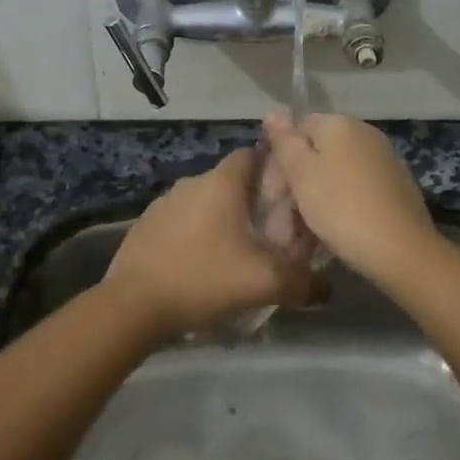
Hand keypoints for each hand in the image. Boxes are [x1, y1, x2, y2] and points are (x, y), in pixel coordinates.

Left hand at [105, 150, 317, 337]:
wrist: (133, 305)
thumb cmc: (203, 279)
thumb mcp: (263, 283)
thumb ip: (302, 282)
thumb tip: (326, 289)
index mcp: (221, 183)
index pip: (252, 154)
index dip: (273, 168)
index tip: (290, 194)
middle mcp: (192, 182)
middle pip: (231, 181)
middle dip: (251, 200)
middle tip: (271, 231)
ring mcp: (164, 202)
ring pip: (204, 202)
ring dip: (222, 219)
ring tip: (237, 251)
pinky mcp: (146, 225)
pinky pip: (181, 221)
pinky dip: (196, 234)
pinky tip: (202, 264)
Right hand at [261, 110, 443, 283]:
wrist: (402, 249)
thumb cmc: (341, 207)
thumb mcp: (301, 173)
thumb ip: (284, 141)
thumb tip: (273, 112)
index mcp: (340, 124)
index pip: (298, 128)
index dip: (280, 158)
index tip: (272, 192)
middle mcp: (365, 133)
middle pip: (318, 151)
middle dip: (297, 182)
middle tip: (283, 219)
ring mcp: (384, 159)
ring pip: (336, 173)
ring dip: (316, 196)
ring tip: (304, 232)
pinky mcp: (396, 185)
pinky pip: (357, 188)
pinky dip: (341, 204)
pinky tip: (335, 230)